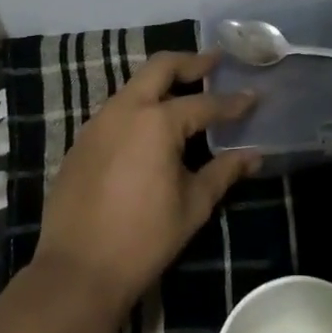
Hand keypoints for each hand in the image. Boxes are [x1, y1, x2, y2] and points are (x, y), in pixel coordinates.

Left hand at [34, 50, 257, 314]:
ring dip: (162, 82)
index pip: (204, 103)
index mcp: (157, 121)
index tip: (253, 95)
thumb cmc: (144, 238)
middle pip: (161, 67)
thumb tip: (254, 155)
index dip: (232, 102)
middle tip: (214, 62)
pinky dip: (140, 106)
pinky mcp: (82, 140)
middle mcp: (125, 109)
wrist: (77, 270)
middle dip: (191, 61)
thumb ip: (224, 172)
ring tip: (186, 91)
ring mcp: (98, 122)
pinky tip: (152, 127)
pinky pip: (117, 109)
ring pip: (135, 85)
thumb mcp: (193, 205)